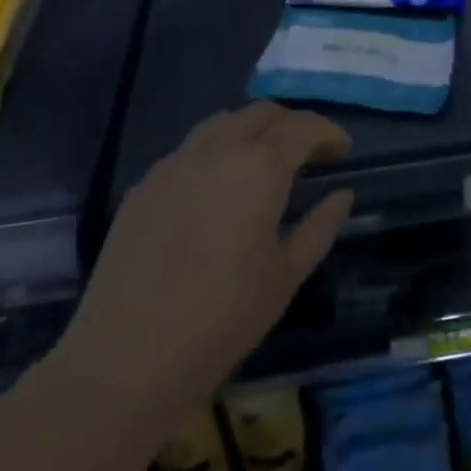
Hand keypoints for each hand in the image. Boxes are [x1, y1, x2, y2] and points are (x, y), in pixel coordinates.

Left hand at [49, 103, 353, 439]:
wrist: (126, 357)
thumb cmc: (224, 317)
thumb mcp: (287, 275)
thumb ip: (320, 226)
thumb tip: (342, 195)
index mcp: (260, 166)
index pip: (303, 128)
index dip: (328, 133)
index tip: (343, 149)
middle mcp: (217, 149)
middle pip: (262, 114)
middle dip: (291, 124)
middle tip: (308, 151)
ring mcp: (174, 163)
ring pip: (222, 124)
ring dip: (251, 131)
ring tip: (263, 163)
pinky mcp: (144, 186)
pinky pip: (188, 151)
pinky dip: (215, 153)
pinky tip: (216, 190)